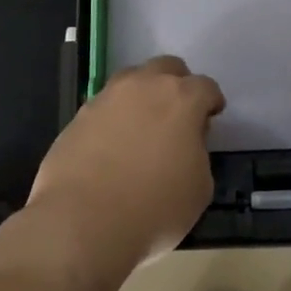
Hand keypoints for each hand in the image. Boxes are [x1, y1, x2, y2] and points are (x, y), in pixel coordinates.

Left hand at [25, 56, 222, 281]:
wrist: (81, 221)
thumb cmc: (154, 208)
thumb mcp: (199, 188)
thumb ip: (197, 154)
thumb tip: (184, 144)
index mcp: (182, 99)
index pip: (206, 86)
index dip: (211, 102)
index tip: (211, 118)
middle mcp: (144, 86)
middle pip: (167, 68)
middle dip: (177, 85)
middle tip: (177, 115)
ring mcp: (107, 97)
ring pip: (132, 80)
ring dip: (142, 96)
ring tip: (142, 128)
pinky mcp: (79, 115)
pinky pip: (104, 107)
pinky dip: (114, 118)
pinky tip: (112, 147)